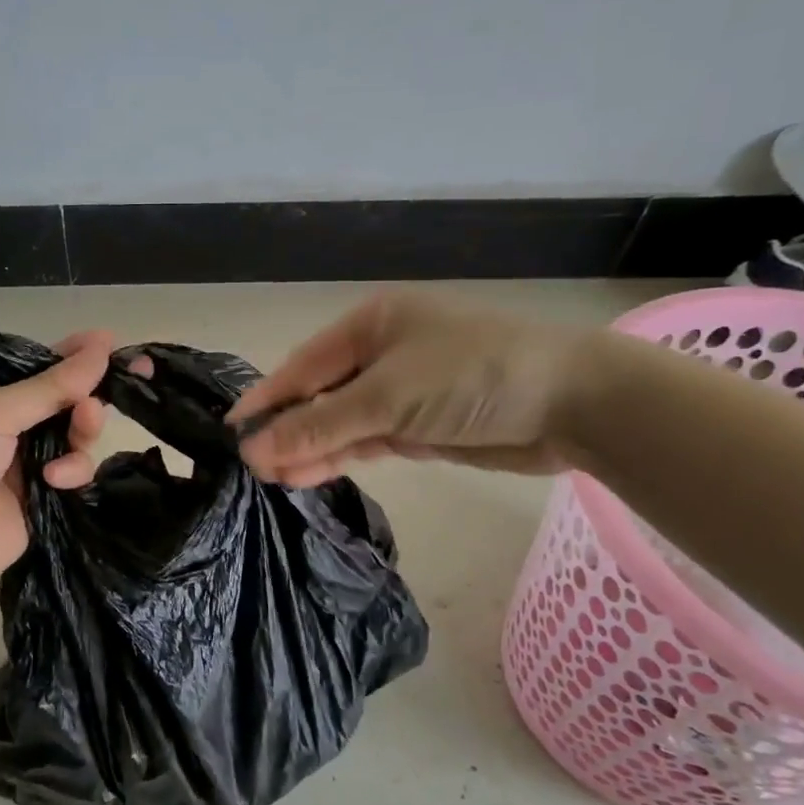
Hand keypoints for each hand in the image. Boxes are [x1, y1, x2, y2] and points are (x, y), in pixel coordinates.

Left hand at [0, 331, 114, 603]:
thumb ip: (50, 386)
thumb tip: (102, 344)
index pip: (42, 368)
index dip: (76, 356)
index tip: (112, 345)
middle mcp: (13, 427)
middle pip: (67, 403)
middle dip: (86, 397)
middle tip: (99, 399)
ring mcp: (29, 466)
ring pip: (77, 439)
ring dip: (83, 433)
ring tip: (79, 433)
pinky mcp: (45, 502)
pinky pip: (76, 476)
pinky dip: (73, 473)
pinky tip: (55, 480)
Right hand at [227, 292, 599, 486]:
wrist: (572, 403)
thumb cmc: (472, 375)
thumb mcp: (387, 397)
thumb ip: (320, 425)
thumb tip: (255, 450)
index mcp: (370, 325)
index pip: (303, 365)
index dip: (267, 398)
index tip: (230, 429)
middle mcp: (380, 353)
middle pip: (319, 394)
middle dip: (288, 429)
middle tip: (251, 467)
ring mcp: (400, 392)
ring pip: (340, 422)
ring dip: (310, 449)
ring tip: (273, 479)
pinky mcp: (417, 425)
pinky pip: (365, 440)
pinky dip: (339, 457)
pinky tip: (308, 476)